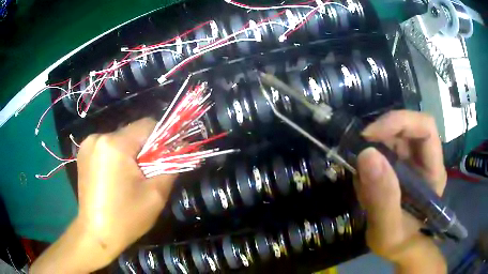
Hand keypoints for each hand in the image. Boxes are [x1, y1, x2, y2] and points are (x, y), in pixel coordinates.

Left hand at [76, 118, 176, 265]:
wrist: (96, 234)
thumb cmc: (126, 217)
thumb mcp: (156, 195)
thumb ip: (171, 166)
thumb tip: (178, 149)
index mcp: (114, 145)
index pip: (147, 124)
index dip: (161, 138)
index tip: (165, 157)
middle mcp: (98, 137)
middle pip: (132, 132)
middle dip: (144, 149)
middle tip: (147, 173)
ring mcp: (87, 144)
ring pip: (120, 139)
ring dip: (130, 153)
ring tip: (130, 177)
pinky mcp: (83, 153)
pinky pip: (107, 146)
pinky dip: (116, 156)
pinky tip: (115, 176)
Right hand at [355, 111, 446, 272]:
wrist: (401, 248)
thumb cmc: (400, 243)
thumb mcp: (388, 231)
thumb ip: (382, 199)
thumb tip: (366, 154)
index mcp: (433, 171)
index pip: (425, 128)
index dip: (399, 122)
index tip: (370, 135)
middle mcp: (426, 159)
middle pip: (408, 127)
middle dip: (382, 133)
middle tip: (358, 150)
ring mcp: (413, 161)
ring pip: (394, 136)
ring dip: (373, 149)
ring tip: (362, 177)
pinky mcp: (401, 166)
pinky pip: (384, 149)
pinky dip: (370, 160)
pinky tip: (365, 182)